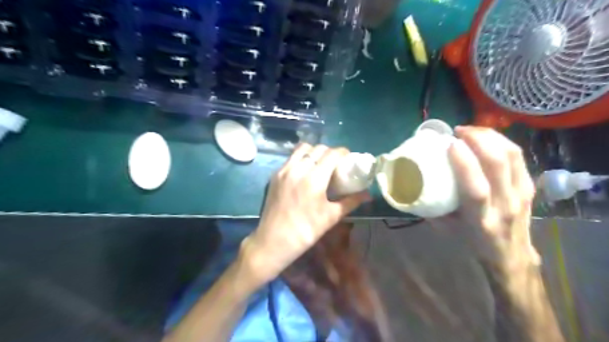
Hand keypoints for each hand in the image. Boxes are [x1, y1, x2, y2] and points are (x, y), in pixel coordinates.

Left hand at [244, 144, 371, 285]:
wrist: (273, 241)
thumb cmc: (306, 231)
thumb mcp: (331, 217)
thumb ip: (351, 202)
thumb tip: (368, 194)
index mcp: (314, 179)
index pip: (332, 154)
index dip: (343, 152)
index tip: (349, 157)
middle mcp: (298, 169)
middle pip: (318, 149)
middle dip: (330, 152)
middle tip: (336, 162)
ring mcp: (284, 170)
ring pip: (302, 149)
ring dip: (314, 152)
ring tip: (320, 163)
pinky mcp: (275, 174)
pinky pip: (291, 157)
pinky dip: (301, 157)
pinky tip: (305, 170)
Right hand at [430, 127, 538, 267]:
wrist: (511, 255)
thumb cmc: (472, 241)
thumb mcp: (447, 229)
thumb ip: (432, 207)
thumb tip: (416, 184)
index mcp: (480, 219)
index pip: (476, 188)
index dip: (464, 163)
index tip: (450, 143)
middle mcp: (504, 205)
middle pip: (499, 164)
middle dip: (479, 140)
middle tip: (459, 131)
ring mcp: (521, 194)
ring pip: (512, 155)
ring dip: (491, 136)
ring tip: (471, 131)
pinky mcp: (529, 186)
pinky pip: (518, 156)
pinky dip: (501, 141)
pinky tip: (486, 138)